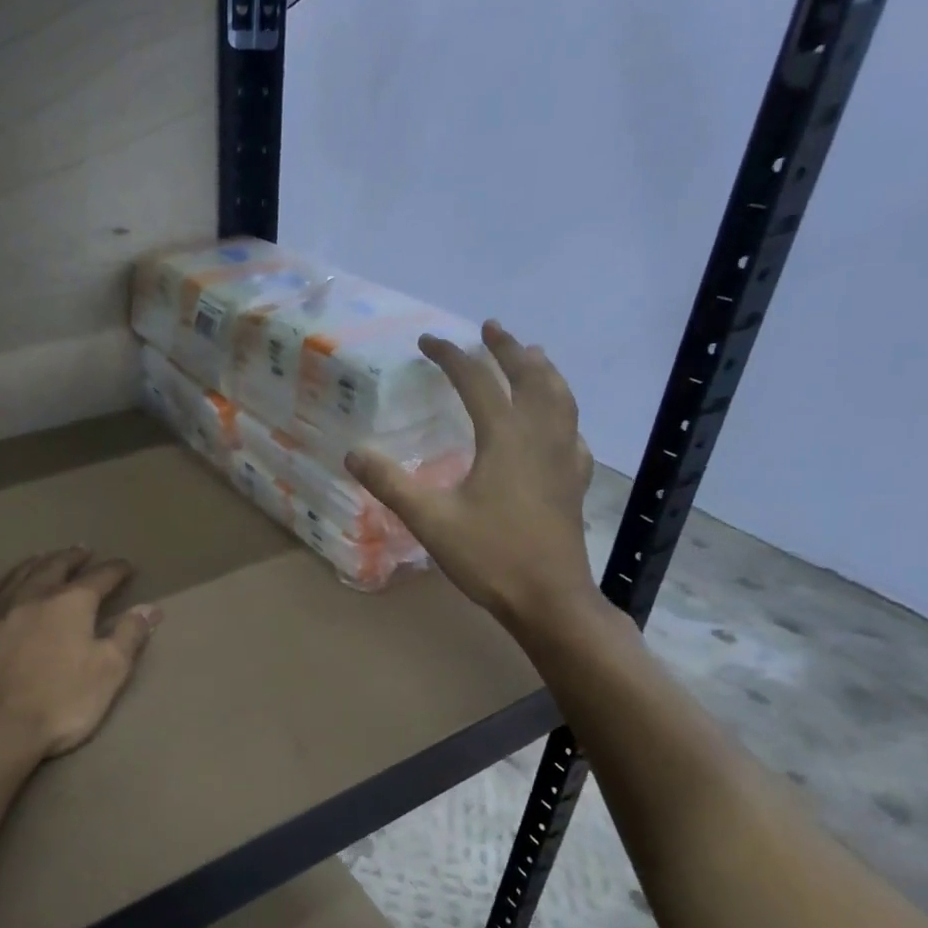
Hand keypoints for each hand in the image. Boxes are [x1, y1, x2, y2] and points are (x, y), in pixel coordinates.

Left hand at [0, 547, 161, 761]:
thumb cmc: (60, 702)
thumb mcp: (109, 671)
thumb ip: (129, 636)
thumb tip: (150, 608)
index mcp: (72, 603)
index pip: (100, 577)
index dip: (116, 570)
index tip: (127, 566)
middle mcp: (34, 596)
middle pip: (56, 567)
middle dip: (73, 557)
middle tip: (83, 550)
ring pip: (18, 575)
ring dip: (35, 563)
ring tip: (44, 556)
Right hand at [347, 321, 597, 632]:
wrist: (549, 599)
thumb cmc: (490, 557)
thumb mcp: (430, 520)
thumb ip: (390, 484)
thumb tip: (353, 454)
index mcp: (505, 438)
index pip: (477, 380)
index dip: (451, 356)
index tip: (428, 340)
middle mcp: (540, 436)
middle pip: (530, 376)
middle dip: (508, 348)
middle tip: (491, 328)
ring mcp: (564, 458)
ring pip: (560, 398)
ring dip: (543, 370)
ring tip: (532, 354)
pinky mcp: (574, 481)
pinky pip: (573, 431)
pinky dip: (562, 412)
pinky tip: (557, 423)